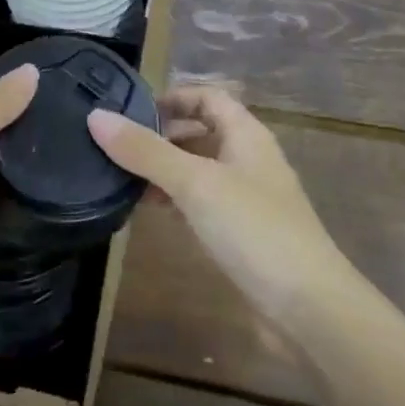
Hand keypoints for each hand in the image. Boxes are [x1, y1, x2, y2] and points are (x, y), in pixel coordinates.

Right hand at [88, 85, 353, 325]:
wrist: (308, 308)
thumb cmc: (254, 230)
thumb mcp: (195, 184)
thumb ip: (145, 151)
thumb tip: (96, 117)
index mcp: (247, 136)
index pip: (209, 98)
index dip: (173, 97)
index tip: (131, 110)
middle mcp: (248, 161)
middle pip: (201, 133)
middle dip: (161, 135)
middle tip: (116, 146)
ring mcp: (247, 200)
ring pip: (199, 171)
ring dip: (164, 170)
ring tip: (121, 178)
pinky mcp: (241, 235)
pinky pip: (201, 205)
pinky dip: (175, 202)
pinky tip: (149, 212)